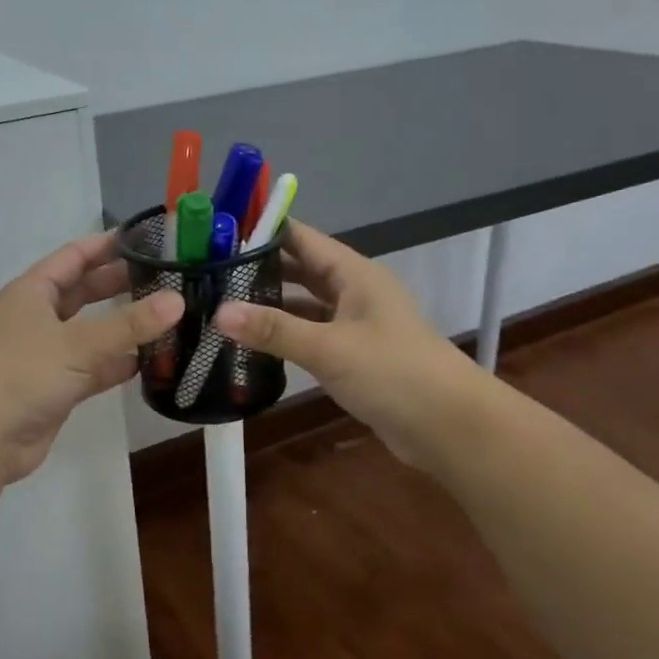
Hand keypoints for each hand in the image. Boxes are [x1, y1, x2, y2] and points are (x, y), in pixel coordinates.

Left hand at [0, 233, 182, 484]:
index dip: (108, 246)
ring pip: (92, 332)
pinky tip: (152, 361)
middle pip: (85, 292)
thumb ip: (130, 324)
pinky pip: (94, 367)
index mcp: (33, 291)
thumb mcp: (78, 343)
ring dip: (125, 327)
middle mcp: (38, 317)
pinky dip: (119, 363)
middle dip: (121, 284)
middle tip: (167, 277)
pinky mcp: (57, 387)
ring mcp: (47, 354)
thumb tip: (178, 300)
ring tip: (169, 317)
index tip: (147, 239)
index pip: (74, 256)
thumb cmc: (22, 374)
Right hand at [215, 221, 474, 468]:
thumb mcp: (329, 348)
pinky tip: (253, 344)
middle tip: (208, 272)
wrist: (450, 427)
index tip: (216, 232)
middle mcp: (354, 292)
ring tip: (221, 305)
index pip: (301, 238)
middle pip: (300, 269)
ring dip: (270, 305)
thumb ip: (274, 330)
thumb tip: (220, 312)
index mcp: (354, 274)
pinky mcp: (353, 356)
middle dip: (259, 269)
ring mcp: (355, 325)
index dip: (262, 231)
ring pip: (304, 304)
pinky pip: (311, 335)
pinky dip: (285, 336)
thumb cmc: (393, 373)